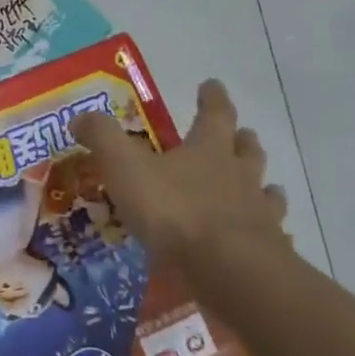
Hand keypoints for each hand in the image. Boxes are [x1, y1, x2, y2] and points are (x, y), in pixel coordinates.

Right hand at [73, 80, 288, 272]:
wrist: (229, 271)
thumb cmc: (174, 211)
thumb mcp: (125, 167)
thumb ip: (103, 138)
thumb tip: (81, 116)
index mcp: (208, 151)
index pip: (214, 114)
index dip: (212, 98)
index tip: (211, 85)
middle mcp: (240, 176)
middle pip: (247, 151)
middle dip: (243, 141)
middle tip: (242, 135)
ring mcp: (259, 215)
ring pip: (267, 192)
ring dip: (265, 186)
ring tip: (265, 187)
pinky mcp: (267, 251)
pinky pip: (273, 237)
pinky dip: (270, 234)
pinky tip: (267, 240)